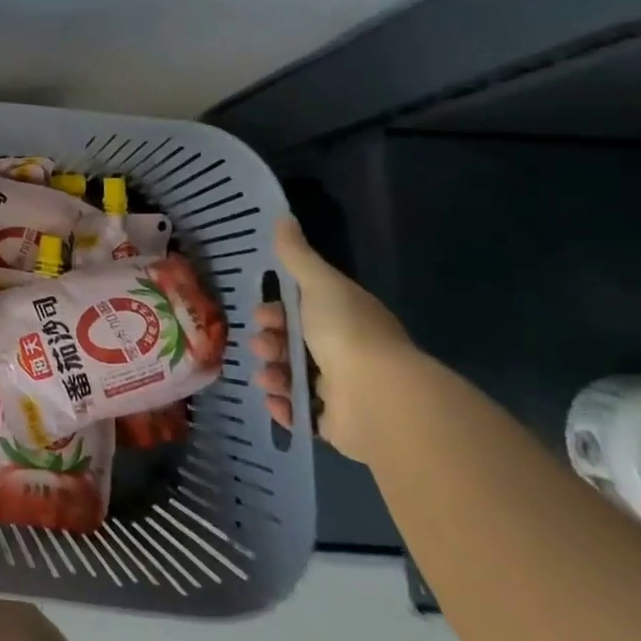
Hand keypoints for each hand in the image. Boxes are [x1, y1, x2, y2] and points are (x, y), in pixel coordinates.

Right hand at [251, 214, 411, 461]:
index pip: (304, 311)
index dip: (277, 310)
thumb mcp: (319, 284)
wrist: (379, 397)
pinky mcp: (338, 425)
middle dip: (270, 342)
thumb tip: (282, 216)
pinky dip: (285, 408)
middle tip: (261, 346)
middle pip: (295, 344)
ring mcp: (344, 391)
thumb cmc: (346, 332)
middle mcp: (347, 352)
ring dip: (273, 374)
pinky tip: (276, 401)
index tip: (261, 313)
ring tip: (268, 378)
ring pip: (294, 378)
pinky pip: (302, 414)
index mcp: (346, 319)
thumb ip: (297, 255)